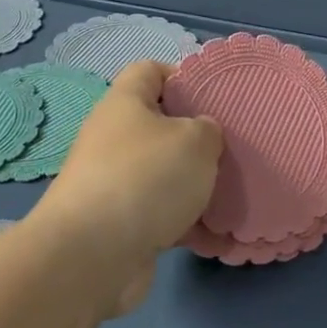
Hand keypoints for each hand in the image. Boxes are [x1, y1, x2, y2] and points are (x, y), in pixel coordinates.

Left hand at [36, 60, 222, 313]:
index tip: (215, 95)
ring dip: (198, 187)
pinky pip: (163, 217)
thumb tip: (202, 135)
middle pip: (161, 127)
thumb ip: (208, 129)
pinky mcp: (121, 226)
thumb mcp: (195, 140)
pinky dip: (189, 226)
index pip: (150, 70)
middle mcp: (114, 139)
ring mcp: (114, 184)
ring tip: (235, 197)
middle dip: (198, 140)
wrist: (91, 257)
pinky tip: (221, 239)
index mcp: (125, 103)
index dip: (183, 76)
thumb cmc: (145, 178)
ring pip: (166, 176)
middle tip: (233, 149)